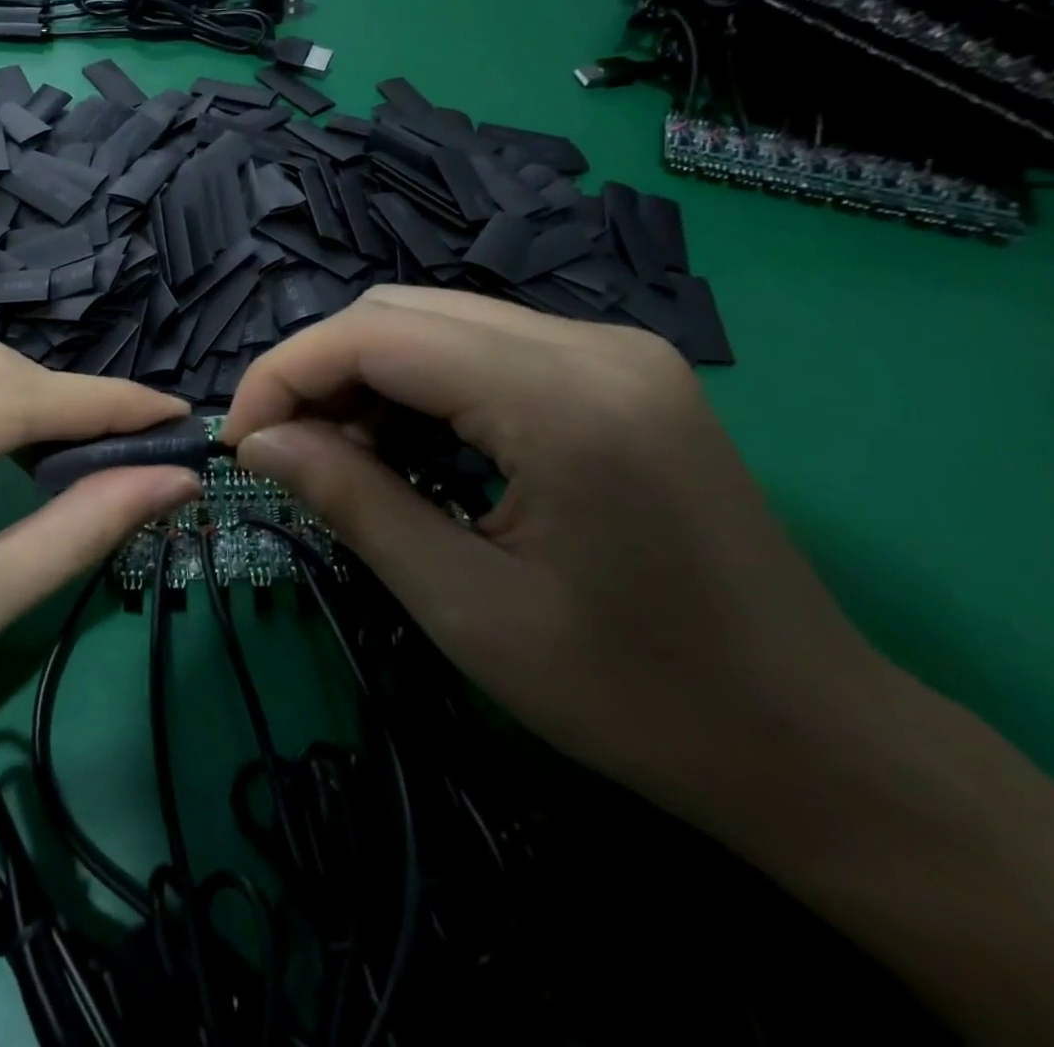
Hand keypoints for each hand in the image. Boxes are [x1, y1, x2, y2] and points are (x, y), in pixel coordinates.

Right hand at [220, 286, 885, 838]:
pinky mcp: (616, 373)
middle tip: (284, 451)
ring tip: (340, 456)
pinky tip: (405, 444)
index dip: (284, 374)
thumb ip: (350, 501)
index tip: (239, 440)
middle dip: (318, 372)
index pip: (374, 334)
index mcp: (560, 399)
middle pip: (399, 312)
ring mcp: (612, 350)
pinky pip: (481, 347)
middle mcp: (590, 344)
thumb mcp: (464, 605)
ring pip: (435, 321)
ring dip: (364, 376)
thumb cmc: (633, 695)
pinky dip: (417, 383)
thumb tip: (258, 442)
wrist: (813, 741)